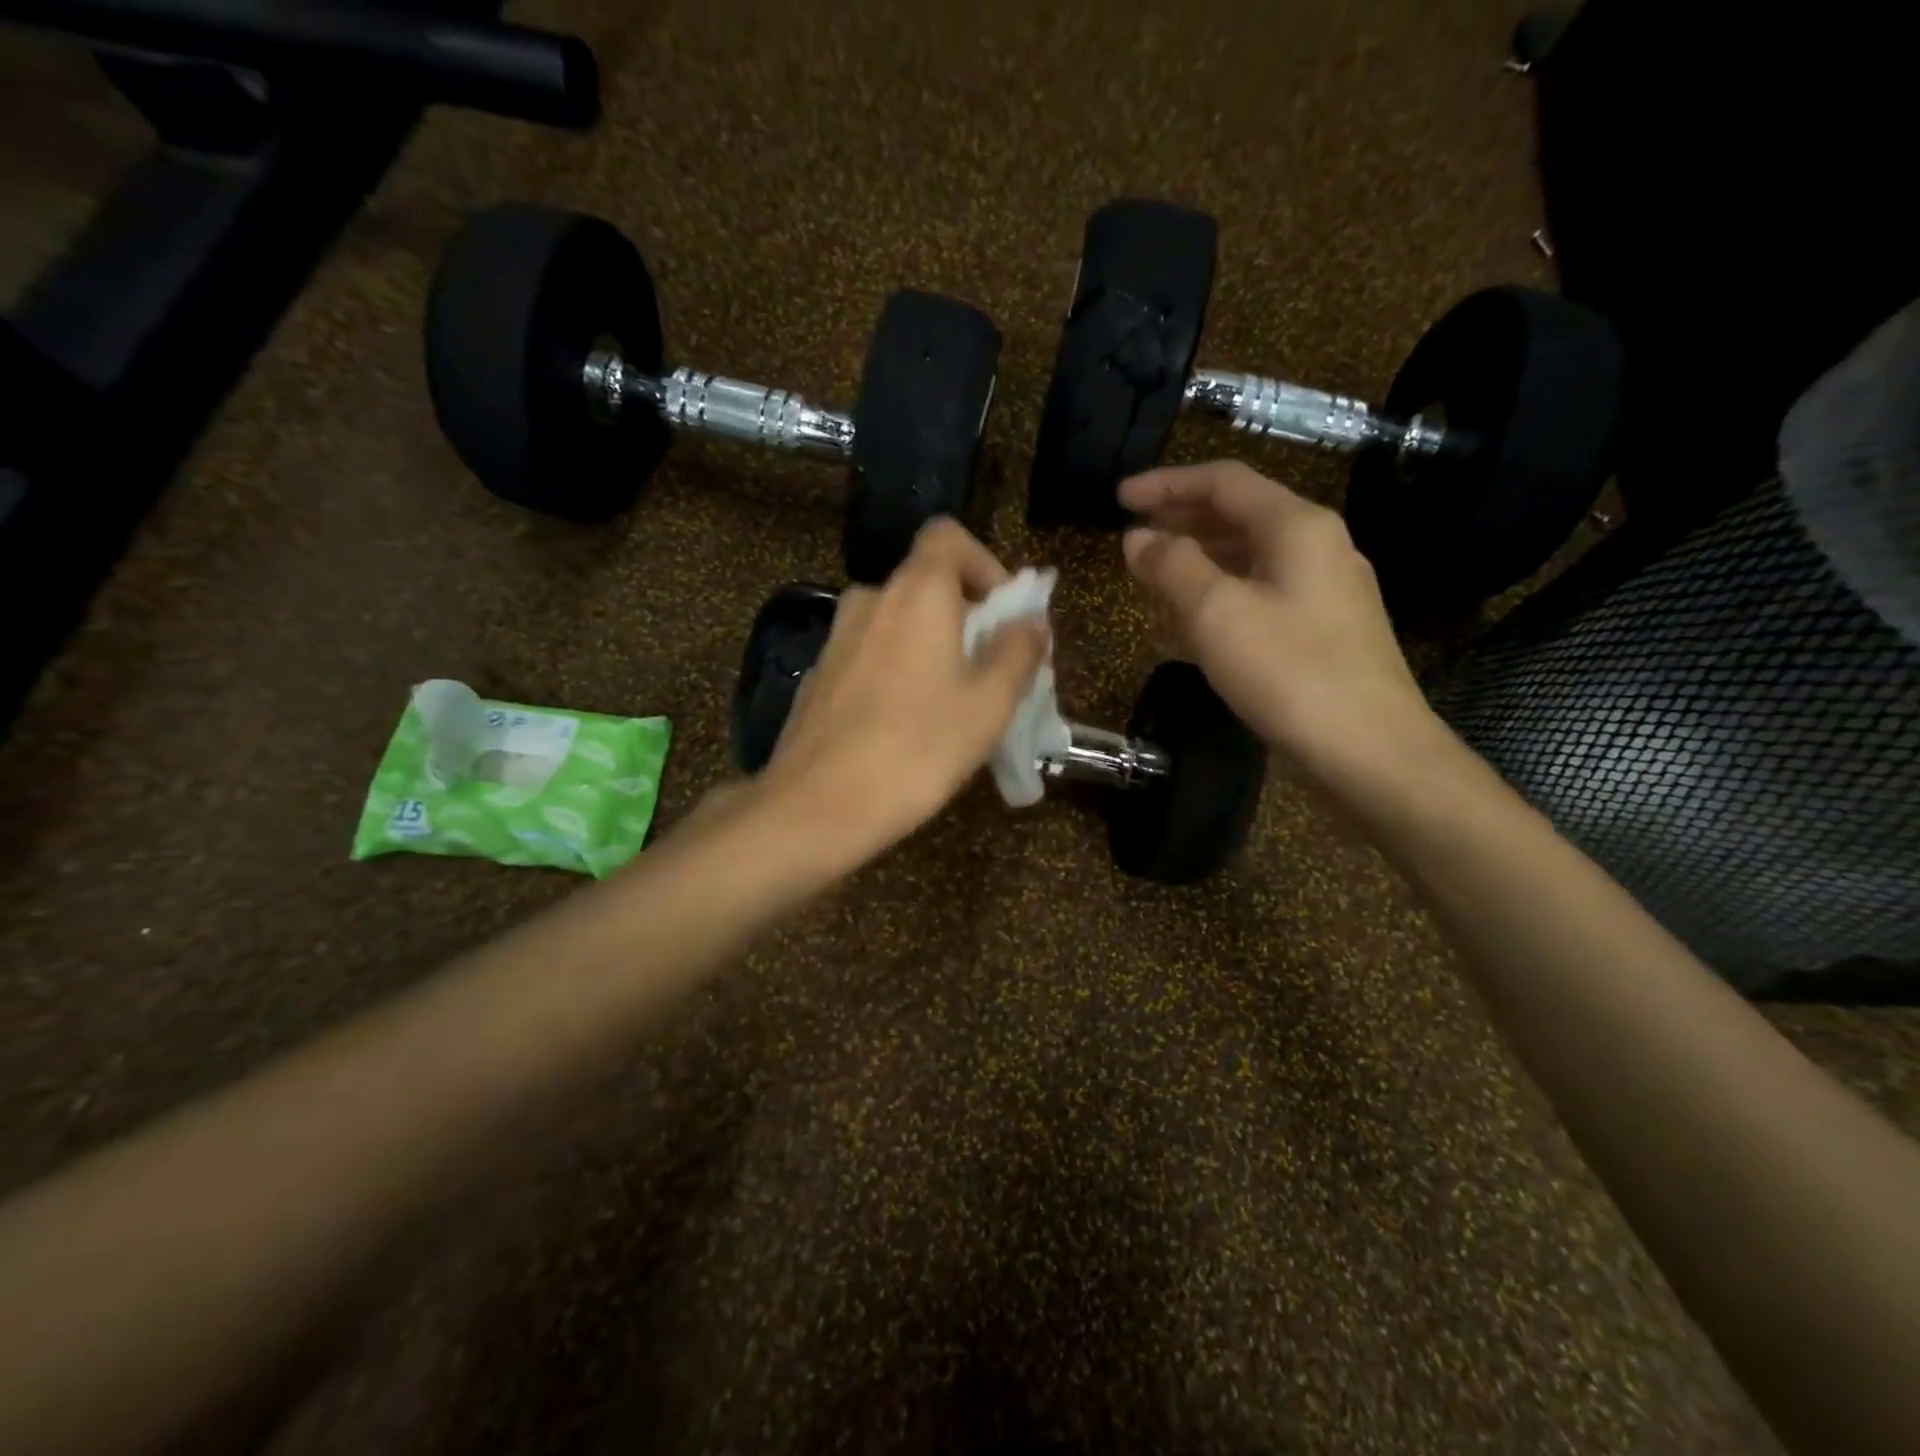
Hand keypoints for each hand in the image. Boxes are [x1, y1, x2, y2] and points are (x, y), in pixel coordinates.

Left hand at [760, 519, 1047, 859]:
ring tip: (952, 704)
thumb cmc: (917, 749)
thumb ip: (1018, 651)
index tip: (1002, 614)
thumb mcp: (990, 704)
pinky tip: (906, 726)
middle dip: (966, 617)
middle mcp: (870, 599)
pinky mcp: (819, 675)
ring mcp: (837, 637)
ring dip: (932, 647)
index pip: (948, 536)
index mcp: (916, 592)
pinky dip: (898, 670)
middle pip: (927, 584)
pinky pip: (872, 654)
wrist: (817, 806)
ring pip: (899, 624)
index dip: (984, 564)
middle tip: (990, 671)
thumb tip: (1030, 621)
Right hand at [1120, 460, 1441, 777]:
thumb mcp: (1216, 613)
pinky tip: (1193, 624)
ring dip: (1198, 561)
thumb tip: (1138, 538)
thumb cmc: (1289, 672)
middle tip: (1133, 536)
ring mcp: (1326, 590)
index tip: (1119, 497)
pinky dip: (1221, 597)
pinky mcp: (1325, 630)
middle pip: (1239, 516)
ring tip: (1153, 578)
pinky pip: (1262, 595)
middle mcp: (1318, 546)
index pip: (1224, 481)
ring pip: (1249, 558)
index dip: (1166, 483)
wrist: (1370, 750)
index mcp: (1296, 526)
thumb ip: (1171, 566)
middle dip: (1181, 521)